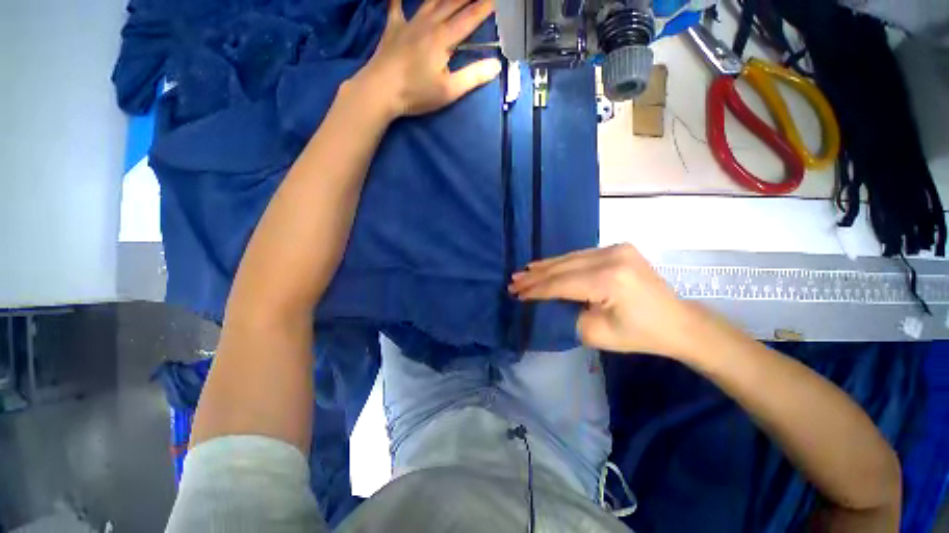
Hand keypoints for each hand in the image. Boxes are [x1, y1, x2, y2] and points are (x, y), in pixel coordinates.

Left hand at [355, 0, 501, 118]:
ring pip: (430, 0)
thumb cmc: (416, 93)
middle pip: (452, 3)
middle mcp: (428, 24)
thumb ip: (473, 77)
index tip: (495, 0)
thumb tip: (496, 65)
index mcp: (443, 39)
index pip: (469, 18)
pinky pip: (396, 5)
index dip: (484, 7)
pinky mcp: (393, 28)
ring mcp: (409, 23)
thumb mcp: (449, 91)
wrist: (381, 90)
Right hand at [508, 244, 708, 357]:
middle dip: (536, 276)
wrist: (677, 322)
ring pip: (570, 258)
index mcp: (609, 280)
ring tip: (525, 272)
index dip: (536, 290)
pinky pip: (581, 255)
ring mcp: (616, 248)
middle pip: (563, 267)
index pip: (561, 284)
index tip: (516, 293)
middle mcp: (612, 257)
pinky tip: (547, 265)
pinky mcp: (618, 248)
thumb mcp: (596, 333)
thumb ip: (568, 314)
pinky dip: (562, 262)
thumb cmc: (639, 335)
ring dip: (546, 266)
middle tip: (513, 280)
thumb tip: (550, 301)